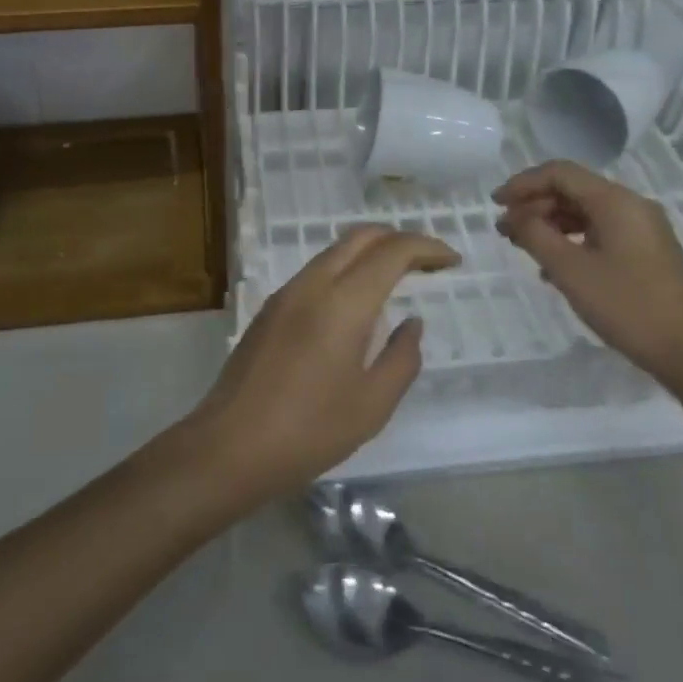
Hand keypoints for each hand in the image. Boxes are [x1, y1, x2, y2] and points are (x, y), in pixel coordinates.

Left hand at [186, 227, 456, 504]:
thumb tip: (412, 323)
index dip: (426, 248)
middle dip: (399, 239)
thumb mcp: (371, 405)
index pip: (392, 252)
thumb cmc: (309, 430)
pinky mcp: (272, 306)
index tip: (452, 259)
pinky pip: (317, 269)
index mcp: (343, 302)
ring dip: (371, 251)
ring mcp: (287, 291)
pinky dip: (347, 267)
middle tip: (428, 261)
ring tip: (398, 275)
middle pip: (361, 237)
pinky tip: (357, 299)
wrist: (230, 444)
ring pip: (336, 249)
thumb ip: (401, 359)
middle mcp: (314, 283)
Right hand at [494, 161, 682, 380]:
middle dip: (535, 205)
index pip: (560, 173)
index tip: (496, 204)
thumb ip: (535, 235)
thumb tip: (515, 217)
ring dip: (551, 223)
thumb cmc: (626, 306)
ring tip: (525, 246)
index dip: (523, 183)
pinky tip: (555, 266)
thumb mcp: (570, 270)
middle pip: (573, 190)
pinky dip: (573, 239)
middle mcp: (632, 205)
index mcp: (615, 201)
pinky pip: (602, 231)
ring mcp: (644, 228)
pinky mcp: (648, 251)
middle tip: (505, 229)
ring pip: (586, 211)